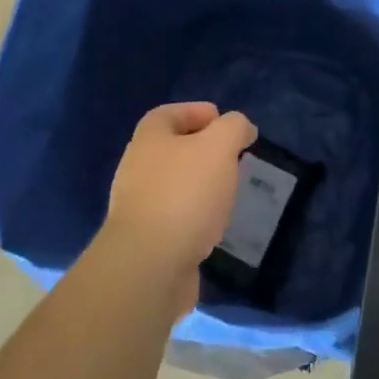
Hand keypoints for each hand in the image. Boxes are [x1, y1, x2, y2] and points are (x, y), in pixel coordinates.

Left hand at [100, 102, 256, 312]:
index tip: (224, 122)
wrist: (150, 266)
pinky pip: (174, 218)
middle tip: (232, 157)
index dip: (196, 111)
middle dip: (202, 150)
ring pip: (174, 185)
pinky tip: (214, 225)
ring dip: (200, 185)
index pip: (169, 113)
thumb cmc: (185, 194)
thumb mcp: (219, 146)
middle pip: (171, 149)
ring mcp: (138, 206)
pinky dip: (195, 216)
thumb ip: (233, 128)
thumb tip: (241, 128)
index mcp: (149, 138)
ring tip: (228, 191)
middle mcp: (137, 167)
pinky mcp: (145, 241)